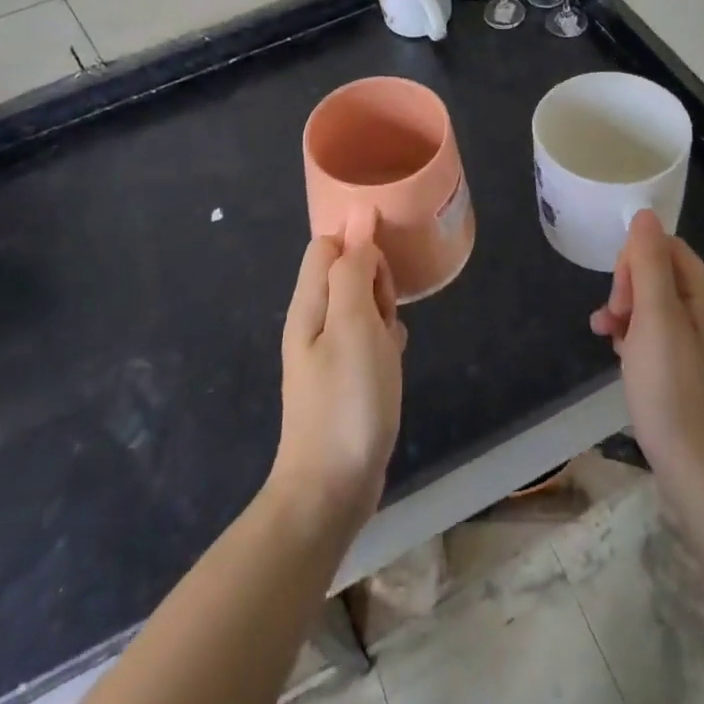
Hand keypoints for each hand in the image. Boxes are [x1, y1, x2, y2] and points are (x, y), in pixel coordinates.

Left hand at [270, 234, 406, 528]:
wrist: (331, 488)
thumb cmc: (347, 400)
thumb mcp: (354, 323)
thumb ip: (353, 268)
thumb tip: (359, 215)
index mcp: (310, 303)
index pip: (328, 244)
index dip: (359, 245)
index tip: (385, 272)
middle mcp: (313, 321)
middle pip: (345, 271)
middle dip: (375, 280)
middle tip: (386, 316)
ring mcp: (327, 351)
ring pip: (361, 304)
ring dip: (383, 311)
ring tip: (391, 344)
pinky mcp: (344, 377)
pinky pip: (367, 337)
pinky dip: (385, 340)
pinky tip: (394, 361)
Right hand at [591, 212, 703, 494]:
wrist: (701, 476)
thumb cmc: (673, 393)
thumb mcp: (655, 321)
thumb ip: (649, 265)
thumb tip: (644, 214)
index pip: (668, 248)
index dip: (636, 262)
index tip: (620, 297)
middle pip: (662, 274)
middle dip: (629, 287)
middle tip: (613, 321)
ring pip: (656, 304)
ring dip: (626, 312)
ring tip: (606, 336)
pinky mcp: (692, 370)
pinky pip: (659, 333)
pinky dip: (636, 336)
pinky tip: (620, 355)